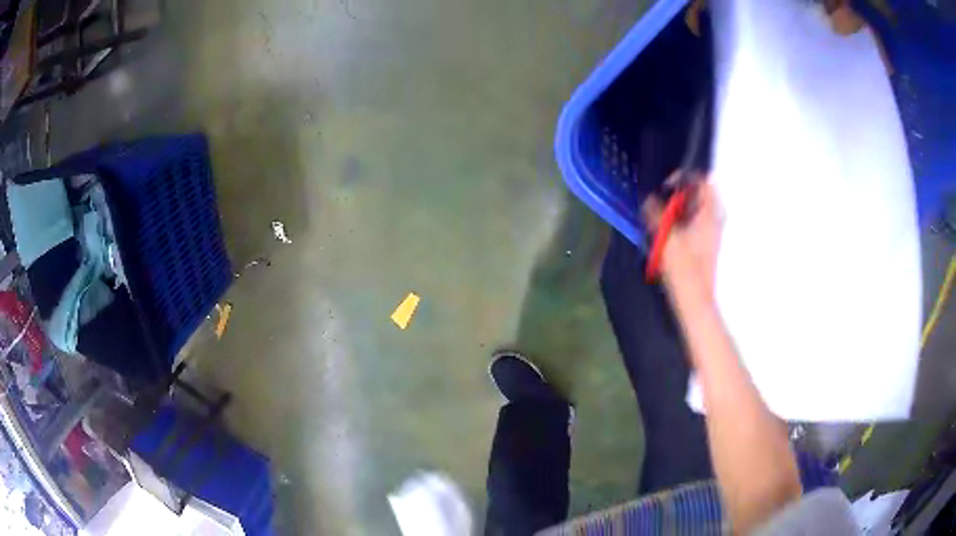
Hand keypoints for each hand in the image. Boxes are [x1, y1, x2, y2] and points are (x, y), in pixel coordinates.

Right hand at [642, 175, 722, 301]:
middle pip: (700, 194)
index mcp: (710, 214)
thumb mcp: (667, 237)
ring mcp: (712, 232)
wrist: (695, 300)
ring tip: (662, 218)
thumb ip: (656, 213)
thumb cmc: (684, 269)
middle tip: (661, 203)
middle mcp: (714, 220)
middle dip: (679, 194)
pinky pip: (695, 221)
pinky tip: (668, 233)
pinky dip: (682, 220)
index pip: (704, 180)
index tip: (667, 186)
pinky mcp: (706, 243)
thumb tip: (649, 198)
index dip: (685, 176)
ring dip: (679, 208)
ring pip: (696, 209)